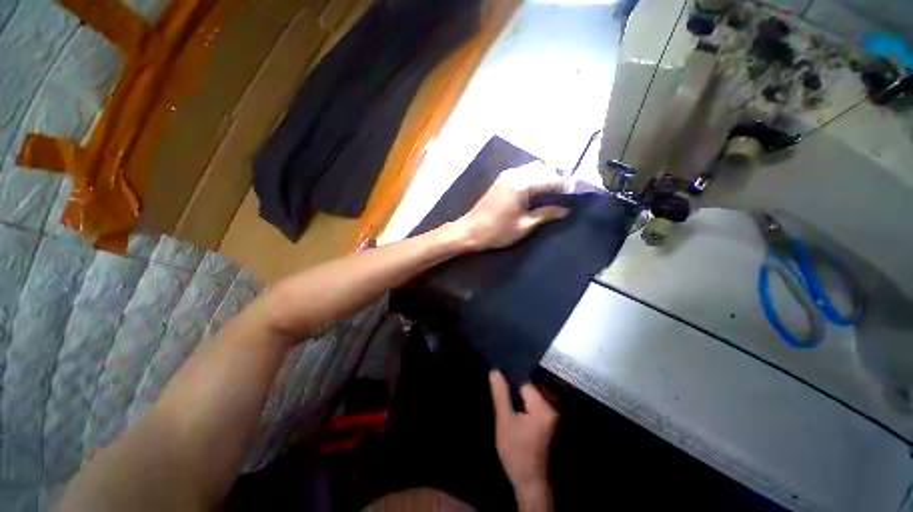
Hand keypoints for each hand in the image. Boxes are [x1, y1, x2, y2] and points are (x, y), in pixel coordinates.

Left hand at [456, 162, 568, 249]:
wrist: (470, 230)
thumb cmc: (497, 231)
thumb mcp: (525, 225)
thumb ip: (546, 214)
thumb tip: (566, 210)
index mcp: (522, 184)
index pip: (551, 179)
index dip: (565, 187)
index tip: (574, 197)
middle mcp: (515, 173)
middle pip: (544, 169)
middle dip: (556, 180)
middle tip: (563, 197)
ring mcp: (507, 174)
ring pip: (534, 168)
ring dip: (545, 178)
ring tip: (551, 196)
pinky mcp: (502, 179)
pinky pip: (524, 172)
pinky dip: (534, 178)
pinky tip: (536, 193)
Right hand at [489, 370, 557, 510]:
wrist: (529, 481)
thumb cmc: (516, 451)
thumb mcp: (504, 421)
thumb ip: (501, 395)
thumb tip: (495, 371)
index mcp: (543, 406)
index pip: (525, 384)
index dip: (511, 386)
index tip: (501, 391)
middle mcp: (551, 408)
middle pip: (529, 390)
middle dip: (515, 393)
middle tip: (505, 405)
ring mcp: (551, 416)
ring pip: (530, 398)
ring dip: (519, 401)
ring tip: (509, 411)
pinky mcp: (548, 423)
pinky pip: (534, 407)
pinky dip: (524, 408)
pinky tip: (516, 416)